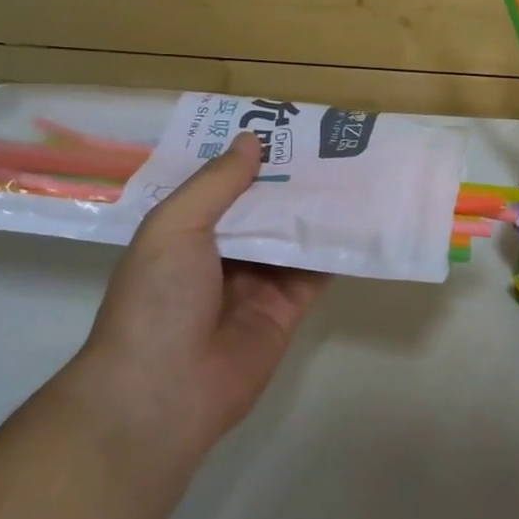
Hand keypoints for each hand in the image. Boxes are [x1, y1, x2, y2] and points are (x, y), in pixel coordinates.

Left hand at [61, 133, 326, 463]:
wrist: (165, 391)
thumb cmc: (158, 299)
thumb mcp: (175, 226)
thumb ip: (216, 183)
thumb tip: (252, 140)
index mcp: (184, 231)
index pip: (220, 184)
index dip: (248, 157)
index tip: (282, 127)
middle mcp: (220, 253)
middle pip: (262, 208)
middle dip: (289, 179)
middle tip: (329, 142)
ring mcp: (255, 282)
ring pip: (292, 236)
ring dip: (317, 209)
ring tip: (353, 169)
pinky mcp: (286, 309)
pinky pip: (314, 272)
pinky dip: (335, 248)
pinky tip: (360, 219)